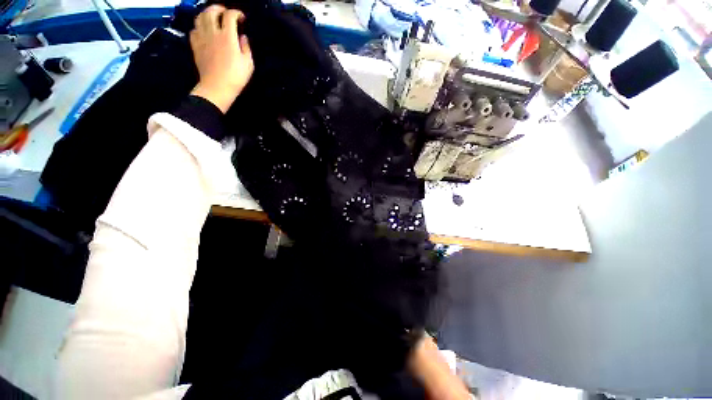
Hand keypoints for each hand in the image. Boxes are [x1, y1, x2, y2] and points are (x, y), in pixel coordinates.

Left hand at [190, 5, 253, 112]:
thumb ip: (246, 47)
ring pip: (200, 17)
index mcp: (228, 37)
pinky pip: (194, 29)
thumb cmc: (236, 77)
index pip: (230, 16)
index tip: (242, 18)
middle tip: (225, 13)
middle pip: (211, 11)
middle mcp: (213, 33)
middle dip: (219, 8)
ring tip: (214, 18)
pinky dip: (199, 26)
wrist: (217, 87)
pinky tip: (204, 31)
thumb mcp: (248, 64)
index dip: (237, 14)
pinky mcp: (195, 45)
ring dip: (207, 14)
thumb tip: (243, 37)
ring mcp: (202, 38)